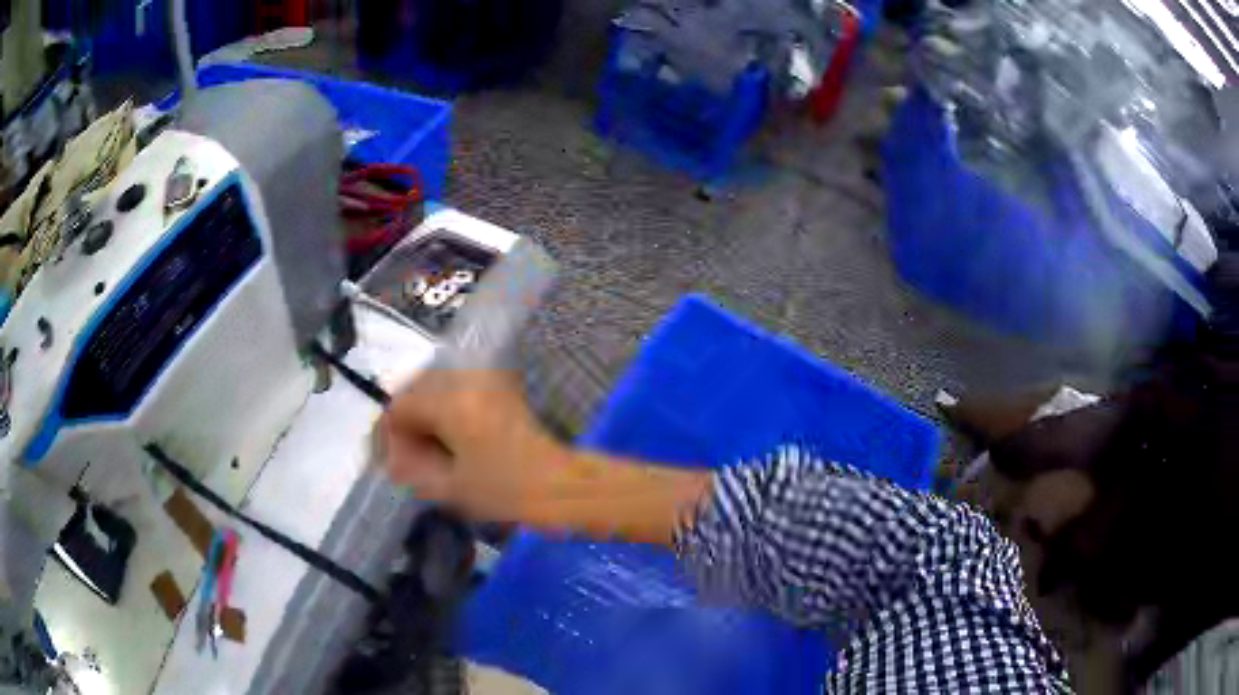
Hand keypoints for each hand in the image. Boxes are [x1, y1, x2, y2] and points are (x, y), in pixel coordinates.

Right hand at [379, 369, 566, 522]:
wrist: (560, 485)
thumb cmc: (505, 490)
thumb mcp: (449, 487)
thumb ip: (412, 470)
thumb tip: (394, 459)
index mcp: (449, 403)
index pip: (400, 407)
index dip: (390, 435)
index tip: (394, 462)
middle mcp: (465, 381)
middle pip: (416, 391)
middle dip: (406, 422)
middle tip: (409, 456)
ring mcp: (486, 382)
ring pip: (437, 387)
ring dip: (425, 414)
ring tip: (429, 449)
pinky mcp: (501, 389)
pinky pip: (459, 390)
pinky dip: (446, 410)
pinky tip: (451, 439)